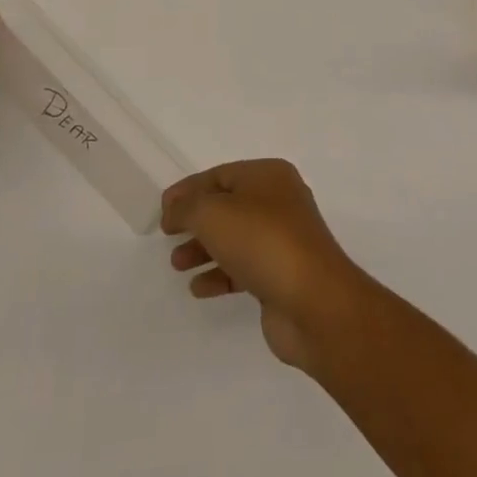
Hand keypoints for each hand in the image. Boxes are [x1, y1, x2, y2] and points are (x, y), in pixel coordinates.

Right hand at [162, 159, 371, 369]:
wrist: (313, 301)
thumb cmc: (262, 242)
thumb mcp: (213, 213)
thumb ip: (187, 207)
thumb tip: (175, 208)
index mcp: (269, 176)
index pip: (220, 175)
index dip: (189, 190)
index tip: (162, 210)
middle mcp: (279, 202)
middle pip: (227, 206)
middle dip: (196, 220)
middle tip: (168, 236)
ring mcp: (283, 240)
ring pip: (234, 238)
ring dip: (203, 248)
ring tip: (177, 264)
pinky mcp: (281, 275)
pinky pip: (243, 268)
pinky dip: (220, 274)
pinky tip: (199, 288)